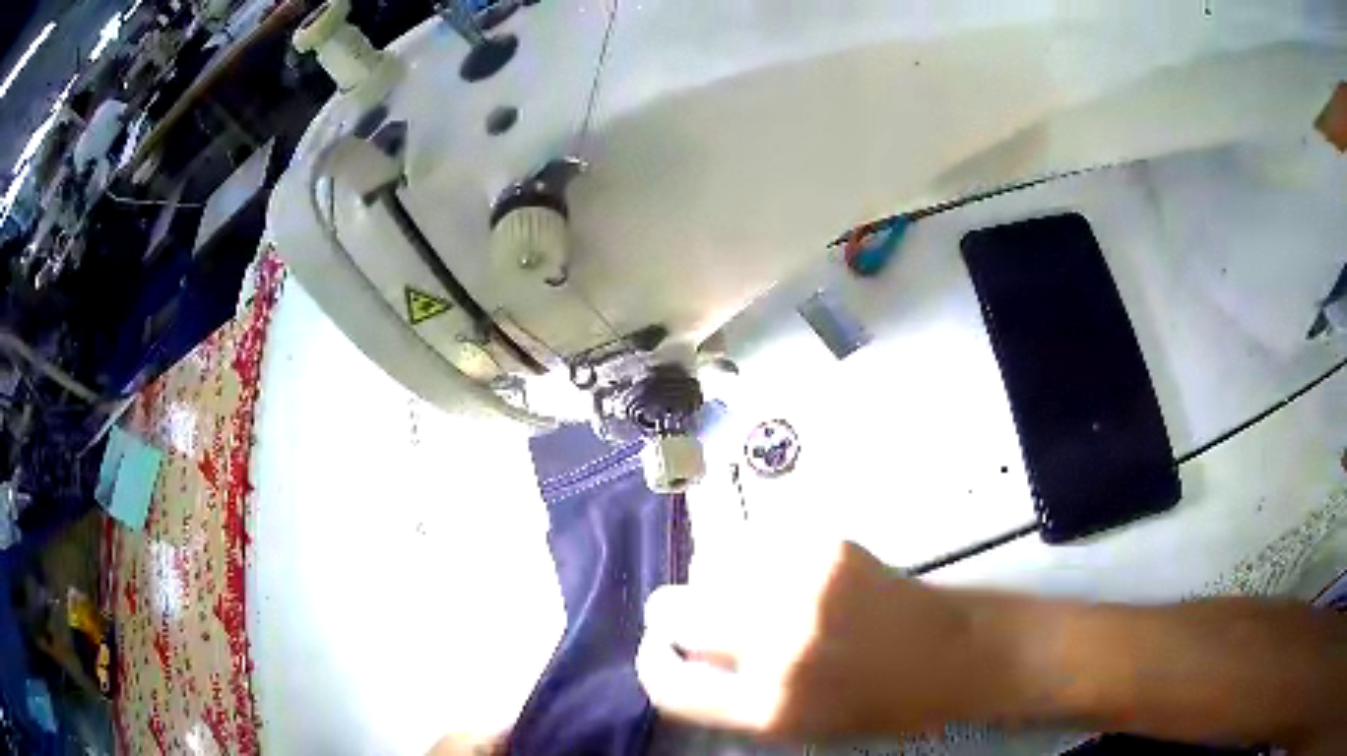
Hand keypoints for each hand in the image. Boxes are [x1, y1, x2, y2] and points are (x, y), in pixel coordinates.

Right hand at [637, 539, 1011, 739]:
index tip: (657, 651)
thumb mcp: (798, 726)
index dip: (651, 663)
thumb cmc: (879, 704)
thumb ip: (734, 698)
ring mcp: (800, 586)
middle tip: (696, 615)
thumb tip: (684, 658)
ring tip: (750, 591)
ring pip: (708, 565)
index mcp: (768, 705)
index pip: (667, 684)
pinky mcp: (824, 544)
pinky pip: (754, 541)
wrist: (953, 652)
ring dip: (715, 581)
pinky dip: (753, 556)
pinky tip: (784, 571)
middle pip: (671, 610)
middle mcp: (775, 644)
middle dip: (673, 614)